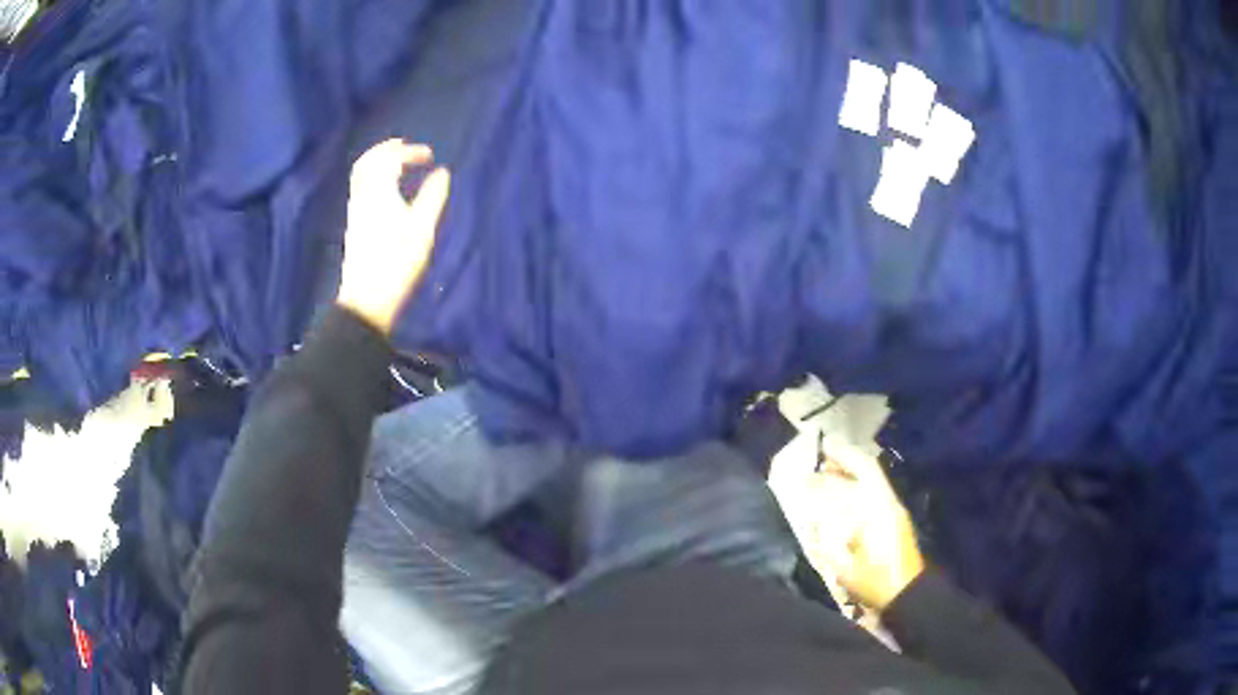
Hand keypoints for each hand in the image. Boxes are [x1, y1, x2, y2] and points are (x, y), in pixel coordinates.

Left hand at [337, 139, 451, 334]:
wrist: (367, 300)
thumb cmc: (397, 263)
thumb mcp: (422, 229)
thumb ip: (432, 197)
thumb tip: (442, 173)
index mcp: (378, 193)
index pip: (389, 160)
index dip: (409, 152)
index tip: (430, 155)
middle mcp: (362, 198)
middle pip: (367, 163)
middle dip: (387, 150)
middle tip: (405, 146)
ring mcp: (356, 212)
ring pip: (361, 176)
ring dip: (378, 164)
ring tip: (397, 165)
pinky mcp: (355, 226)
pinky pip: (361, 189)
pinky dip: (374, 179)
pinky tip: (387, 190)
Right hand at [776, 437, 924, 611]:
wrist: (908, 595)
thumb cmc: (876, 580)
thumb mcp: (845, 565)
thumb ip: (829, 540)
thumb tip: (815, 517)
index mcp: (879, 508)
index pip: (863, 470)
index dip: (842, 457)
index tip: (820, 449)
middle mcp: (888, 503)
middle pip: (868, 472)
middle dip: (845, 460)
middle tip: (822, 455)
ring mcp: (893, 512)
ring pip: (871, 483)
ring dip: (850, 475)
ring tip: (827, 474)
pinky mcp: (894, 523)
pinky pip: (873, 495)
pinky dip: (856, 490)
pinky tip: (841, 499)